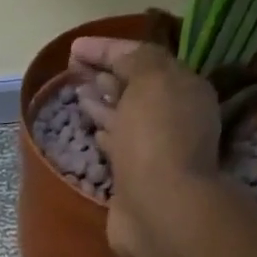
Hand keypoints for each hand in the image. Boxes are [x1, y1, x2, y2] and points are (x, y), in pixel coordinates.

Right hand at [69, 36, 229, 256]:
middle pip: (136, 88)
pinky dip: (105, 133)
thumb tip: (119, 58)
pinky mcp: (135, 177)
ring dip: (103, 104)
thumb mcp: (151, 81)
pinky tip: (92, 129)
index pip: (142, 58)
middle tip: (76, 70)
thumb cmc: (156, 138)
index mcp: (183, 87)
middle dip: (107, 75)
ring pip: (125, 117)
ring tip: (78, 93)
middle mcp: (173, 116)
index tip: (73, 48)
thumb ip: (136, 60)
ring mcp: (154, 149)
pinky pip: (118, 146)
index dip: (107, 49)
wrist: (158, 208)